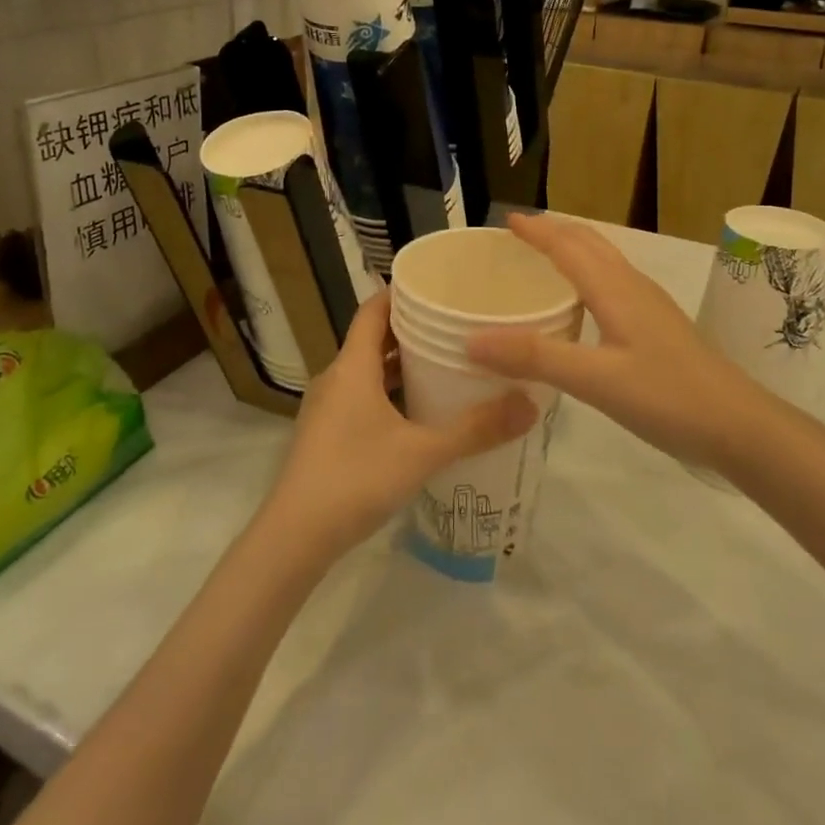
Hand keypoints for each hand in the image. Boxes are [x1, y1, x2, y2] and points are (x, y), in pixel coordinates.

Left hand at [258, 291, 537, 566]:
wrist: (294, 538)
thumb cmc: (355, 479)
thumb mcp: (422, 452)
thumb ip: (476, 429)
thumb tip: (530, 404)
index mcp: (352, 367)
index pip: (373, 310)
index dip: (401, 292)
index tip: (438, 285)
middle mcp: (336, 379)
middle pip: (374, 339)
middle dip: (412, 329)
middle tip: (456, 325)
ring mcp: (328, 409)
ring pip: (369, 372)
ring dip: (402, 365)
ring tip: (446, 363)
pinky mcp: (327, 435)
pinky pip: (363, 397)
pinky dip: (391, 393)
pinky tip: (420, 412)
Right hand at [466, 215, 768, 471]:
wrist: (739, 424)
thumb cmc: (667, 396)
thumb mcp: (595, 379)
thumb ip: (535, 357)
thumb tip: (472, 339)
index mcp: (615, 290)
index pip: (568, 246)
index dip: (537, 231)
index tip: (506, 221)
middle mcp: (633, 287)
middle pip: (590, 244)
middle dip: (555, 231)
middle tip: (521, 234)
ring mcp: (651, 306)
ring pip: (606, 262)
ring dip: (574, 250)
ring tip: (545, 259)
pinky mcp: (659, 327)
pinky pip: (615, 284)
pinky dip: (589, 276)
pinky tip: (583, 305)